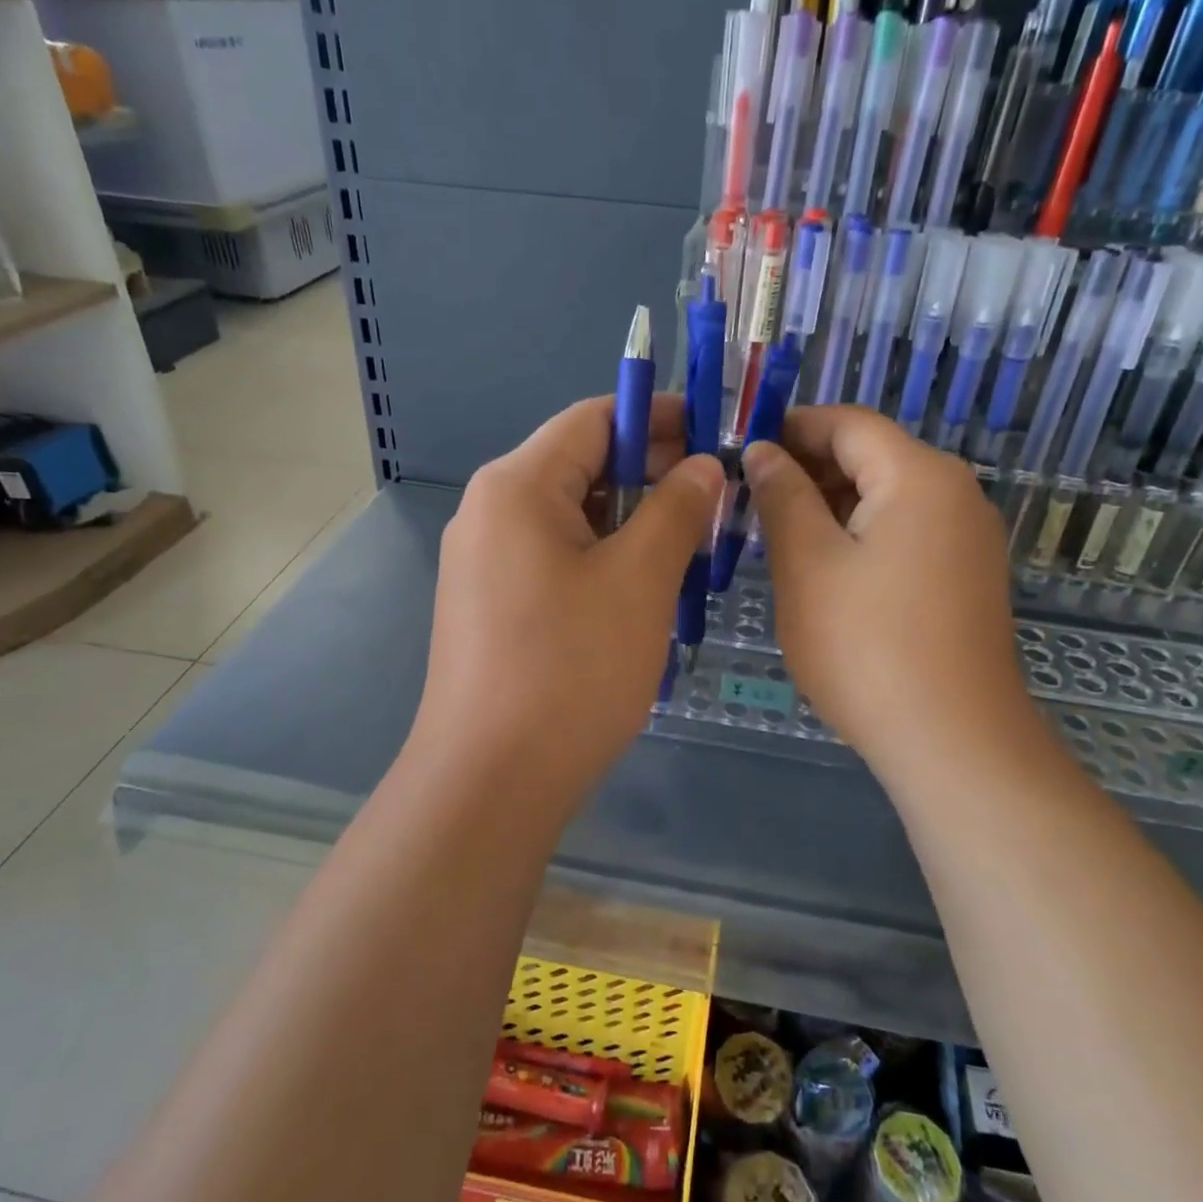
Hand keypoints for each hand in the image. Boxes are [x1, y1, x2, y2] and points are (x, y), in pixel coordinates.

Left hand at [411, 396, 722, 817]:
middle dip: (653, 476)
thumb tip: (704, 467)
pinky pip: (556, 560)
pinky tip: (646, 590)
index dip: (660, 418)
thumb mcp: (640, 580)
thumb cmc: (571, 670)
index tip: (717, 434)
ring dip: (633, 523)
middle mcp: (489, 512)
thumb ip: (677, 509)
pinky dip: (604, 560)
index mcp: (516, 486)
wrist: (491, 782)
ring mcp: (485, 563)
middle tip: (717, 499)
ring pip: (573, 519)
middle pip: (582, 467)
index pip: (595, 420)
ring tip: (693, 546)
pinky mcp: (491, 606)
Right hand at [743, 406, 1036, 774]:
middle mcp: (955, 493)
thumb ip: (782, 496)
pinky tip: (821, 569)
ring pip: (885, 498)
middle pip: (871, 457)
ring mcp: (967, 537)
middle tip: (747, 501)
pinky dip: (859, 536)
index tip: (738, 451)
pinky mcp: (965, 576)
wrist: (953, 742)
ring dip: (829, 506)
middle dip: (807, 469)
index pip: (848, 423)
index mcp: (919, 475)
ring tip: (775, 536)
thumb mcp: (807, 564)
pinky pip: (904, 533)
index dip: (790, 427)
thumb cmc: (867, 646)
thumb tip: (762, 451)